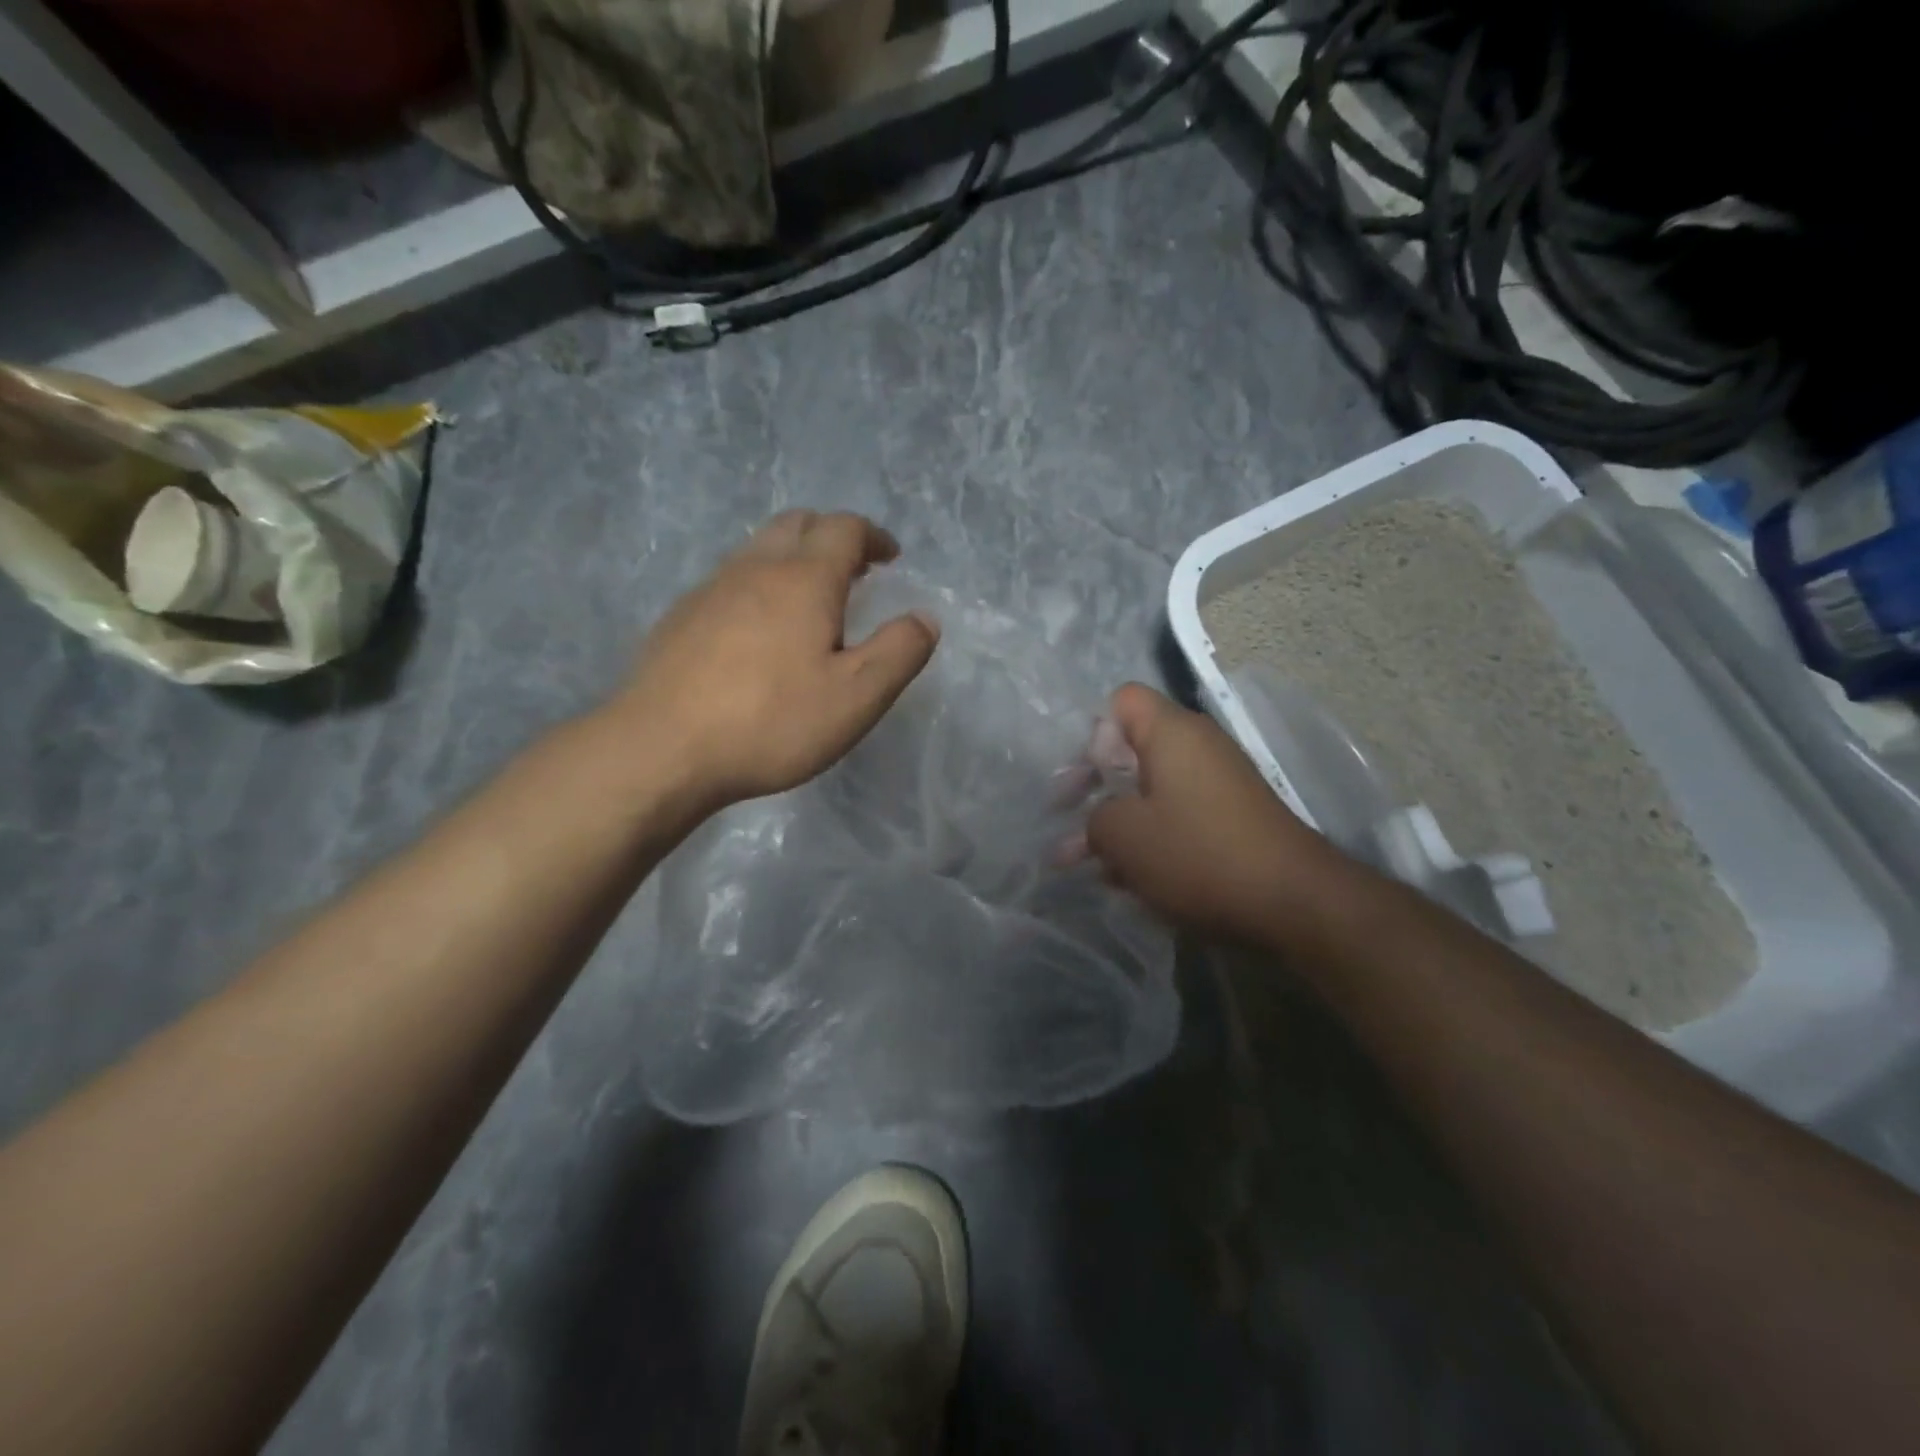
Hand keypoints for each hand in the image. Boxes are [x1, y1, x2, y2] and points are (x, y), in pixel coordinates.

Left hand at [614, 511, 938, 807]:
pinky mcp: (680, 618)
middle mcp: (754, 569)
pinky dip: (759, 585)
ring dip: (793, 559)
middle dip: (832, 537)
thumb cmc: (771, 721)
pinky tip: (759, 633)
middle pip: (797, 524)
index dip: (873, 536)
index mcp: (804, 579)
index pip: (844, 529)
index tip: (890, 556)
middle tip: (855, 570)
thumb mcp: (857, 697)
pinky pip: (730, 581)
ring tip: (811, 600)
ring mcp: (710, 590)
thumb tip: (924, 618)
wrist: (661, 749)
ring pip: (758, 549)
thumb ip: (899, 652)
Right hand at [1087, 684, 1357, 947]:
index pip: (1121, 701)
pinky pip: (1178, 813)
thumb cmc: (1198, 855)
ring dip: (1120, 821)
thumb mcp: (1124, 836)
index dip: (1093, 735)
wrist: (1293, 902)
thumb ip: (1094, 818)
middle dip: (1096, 787)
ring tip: (1091, 864)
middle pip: (1133, 748)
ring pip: (1152, 788)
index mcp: (1172, 732)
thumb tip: (1100, 822)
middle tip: (1070, 824)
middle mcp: (1199, 746)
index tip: (1084, 782)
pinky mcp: (1232, 816)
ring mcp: (1219, 781)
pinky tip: (1131, 877)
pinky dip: (1152, 836)